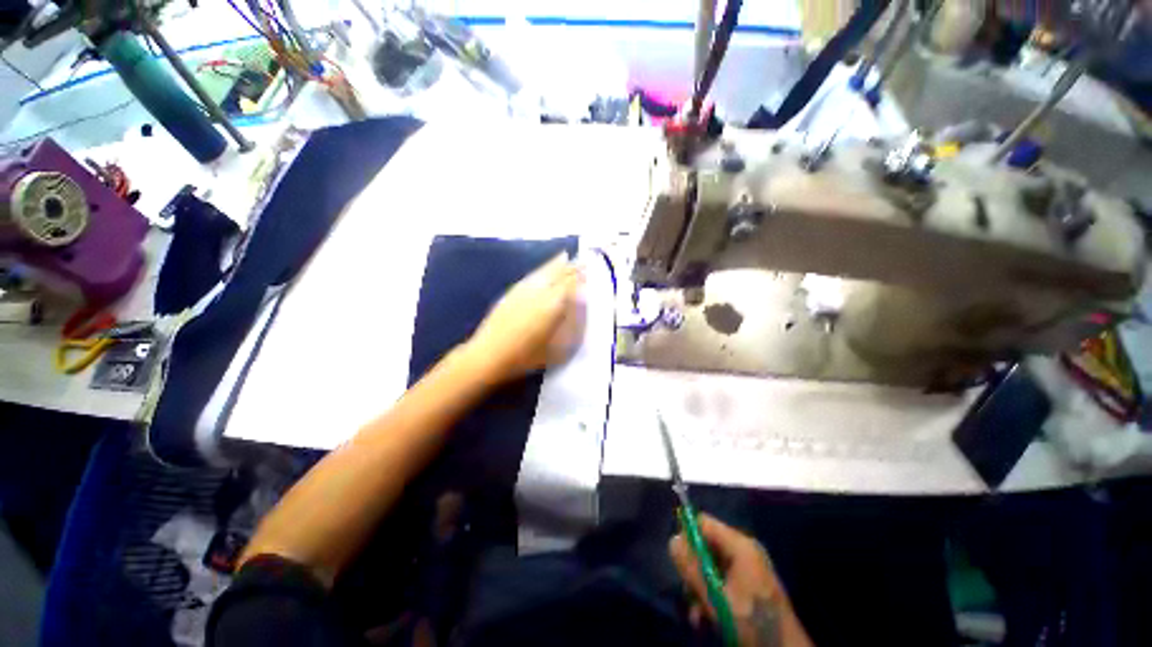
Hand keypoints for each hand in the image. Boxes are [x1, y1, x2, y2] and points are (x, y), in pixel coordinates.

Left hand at [465, 253, 584, 383]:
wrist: (490, 354)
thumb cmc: (526, 356)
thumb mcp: (557, 349)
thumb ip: (571, 329)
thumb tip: (580, 312)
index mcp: (553, 304)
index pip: (571, 284)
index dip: (582, 277)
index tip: (590, 272)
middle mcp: (540, 291)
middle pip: (559, 274)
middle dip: (571, 267)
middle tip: (583, 261)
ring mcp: (524, 289)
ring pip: (544, 271)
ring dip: (556, 264)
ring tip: (565, 257)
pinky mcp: (512, 292)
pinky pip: (531, 276)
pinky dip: (541, 270)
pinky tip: (542, 271)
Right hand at [669, 514, 812, 646]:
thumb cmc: (751, 621)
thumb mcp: (716, 597)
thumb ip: (692, 568)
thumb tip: (672, 540)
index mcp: (740, 545)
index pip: (704, 522)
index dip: (687, 535)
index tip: (679, 559)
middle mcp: (744, 550)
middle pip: (706, 544)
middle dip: (693, 569)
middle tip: (687, 592)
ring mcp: (749, 566)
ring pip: (711, 564)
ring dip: (700, 586)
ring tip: (696, 613)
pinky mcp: (750, 583)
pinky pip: (722, 578)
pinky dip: (712, 593)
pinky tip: (705, 616)